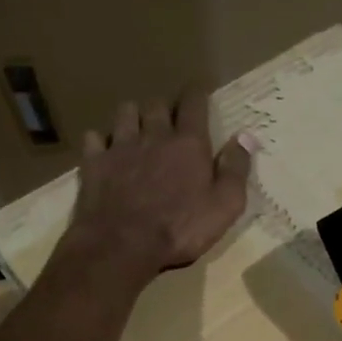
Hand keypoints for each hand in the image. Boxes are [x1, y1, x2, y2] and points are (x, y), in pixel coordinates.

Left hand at [66, 88, 254, 281]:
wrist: (123, 244)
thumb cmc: (180, 229)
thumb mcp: (224, 207)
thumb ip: (236, 170)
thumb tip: (246, 136)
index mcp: (188, 144)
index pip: (194, 104)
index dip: (198, 95)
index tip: (200, 95)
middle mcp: (154, 135)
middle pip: (157, 104)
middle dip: (164, 108)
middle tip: (168, 121)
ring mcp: (120, 146)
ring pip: (125, 112)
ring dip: (132, 116)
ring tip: (136, 129)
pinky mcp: (94, 163)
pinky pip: (94, 138)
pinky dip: (101, 140)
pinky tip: (104, 151)